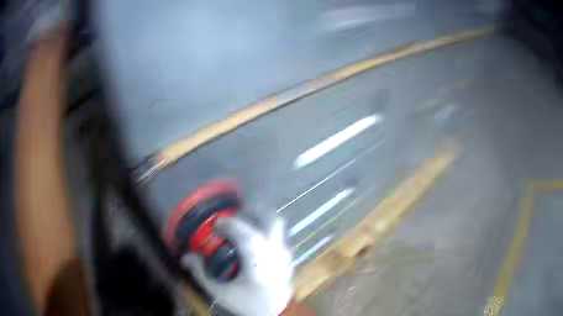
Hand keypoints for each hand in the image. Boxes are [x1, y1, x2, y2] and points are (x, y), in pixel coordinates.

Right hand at [181, 216, 292, 315]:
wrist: (272, 315)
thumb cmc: (245, 305)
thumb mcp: (219, 293)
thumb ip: (200, 273)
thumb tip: (185, 256)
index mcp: (259, 268)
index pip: (249, 237)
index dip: (233, 224)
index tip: (218, 222)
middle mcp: (277, 258)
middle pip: (272, 222)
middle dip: (253, 211)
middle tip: (235, 214)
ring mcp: (286, 258)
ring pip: (279, 227)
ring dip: (260, 219)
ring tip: (244, 223)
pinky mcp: (289, 260)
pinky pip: (280, 236)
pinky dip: (267, 230)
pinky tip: (254, 238)